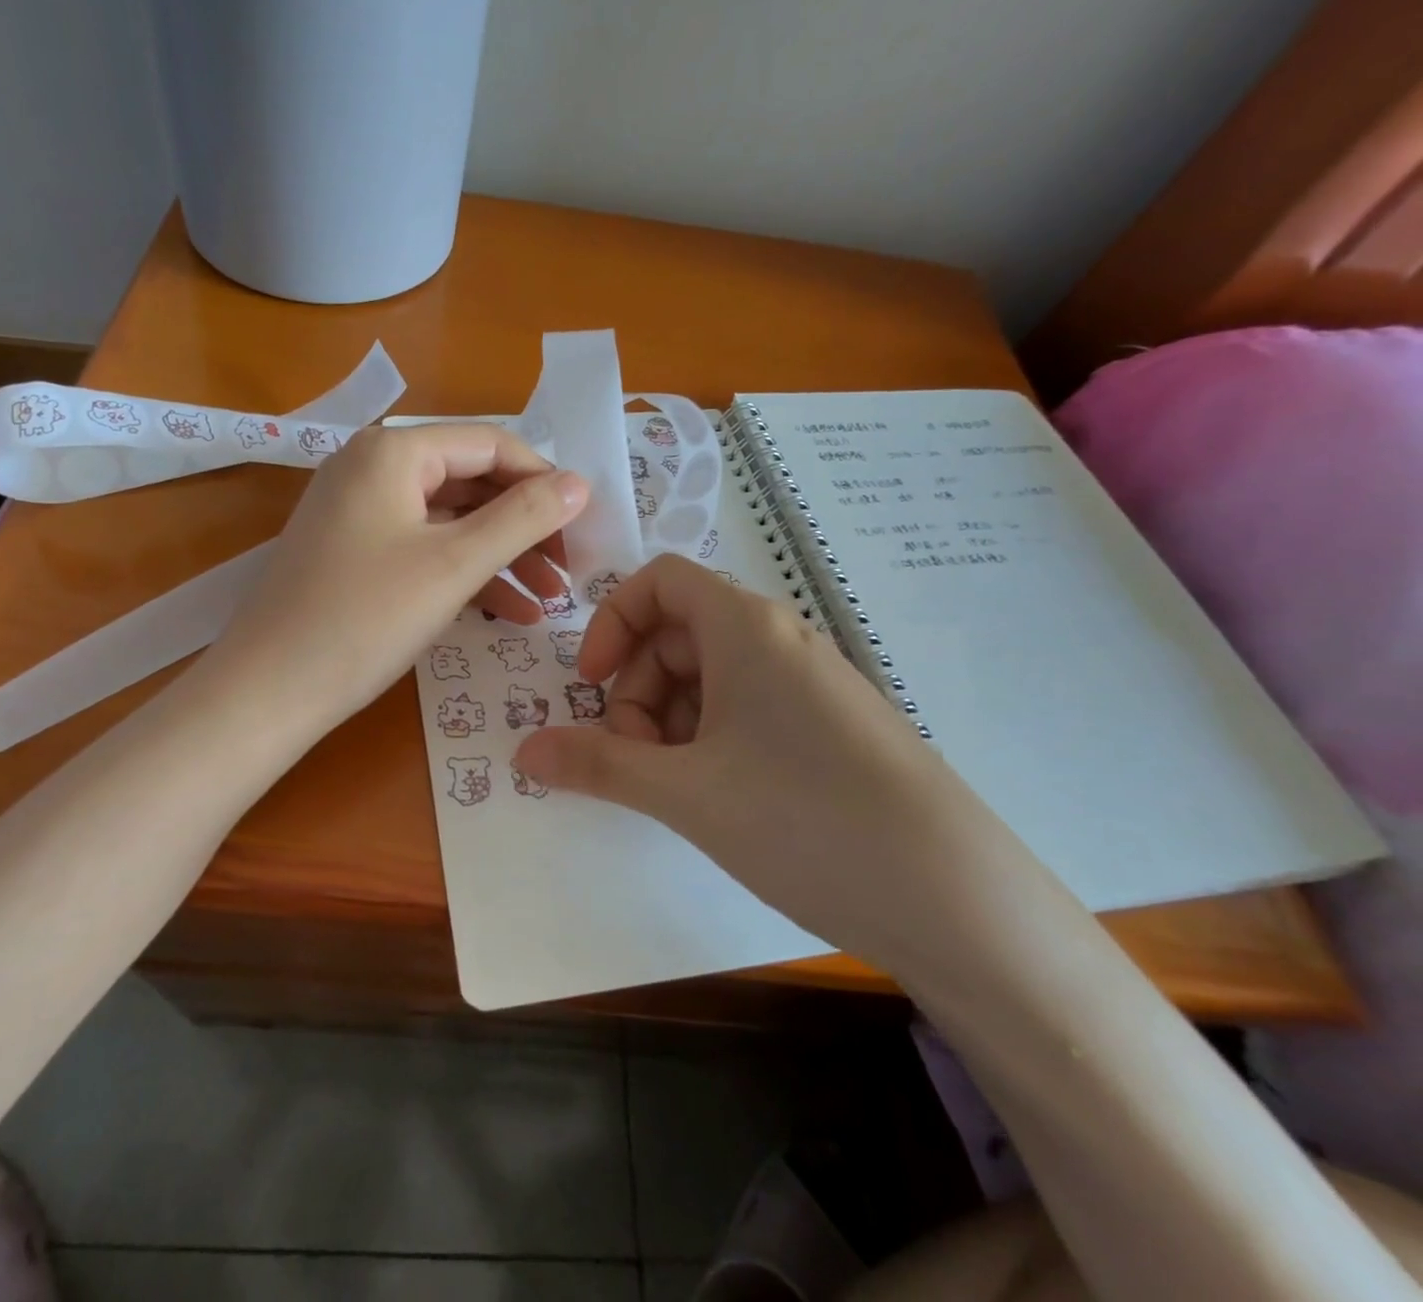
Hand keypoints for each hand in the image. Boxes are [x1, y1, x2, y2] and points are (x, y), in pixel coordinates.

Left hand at [200, 424, 588, 739]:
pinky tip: (507, 612)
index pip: (491, 445)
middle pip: (470, 482)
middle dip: (524, 527)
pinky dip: (463, 573)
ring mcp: (357, 510)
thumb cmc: (364, 619)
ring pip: (449, 520)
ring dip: (501, 556)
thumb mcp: (454, 566)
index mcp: (393, 451)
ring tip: (548, 601)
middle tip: (567, 572)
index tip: (583, 527)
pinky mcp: (351, 550)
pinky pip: (421, 547)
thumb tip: (579, 482)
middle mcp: (372, 466)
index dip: (543, 482)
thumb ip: (522, 518)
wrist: (266, 692)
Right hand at [512, 554, 1010, 962]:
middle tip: (633, 761)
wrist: (960, 903)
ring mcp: (811, 686)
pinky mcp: (831, 730)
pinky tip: (717, 800)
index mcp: (745, 627)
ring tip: (674, 790)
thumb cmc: (805, 819)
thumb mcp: (684, 792)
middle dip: (636, 691)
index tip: (590, 685)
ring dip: (670, 723)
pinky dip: (710, 742)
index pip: (659, 580)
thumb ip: (596, 766)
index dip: (611, 623)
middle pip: (677, 634)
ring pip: (710, 678)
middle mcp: (780, 640)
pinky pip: (748, 712)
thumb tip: (523, 751)